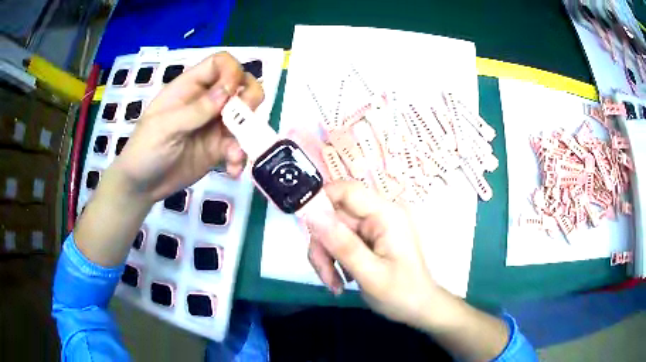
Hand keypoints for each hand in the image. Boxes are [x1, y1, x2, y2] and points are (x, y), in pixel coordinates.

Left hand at [112, 52, 263, 201]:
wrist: (143, 185)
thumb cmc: (145, 149)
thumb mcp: (165, 128)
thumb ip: (195, 110)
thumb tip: (228, 91)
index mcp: (190, 87)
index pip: (220, 63)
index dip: (232, 71)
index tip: (232, 92)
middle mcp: (207, 101)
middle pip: (241, 85)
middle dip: (249, 99)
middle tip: (244, 120)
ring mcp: (214, 124)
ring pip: (246, 115)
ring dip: (247, 133)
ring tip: (234, 155)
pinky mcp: (218, 148)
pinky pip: (239, 145)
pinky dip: (240, 156)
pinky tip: (232, 169)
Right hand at [306, 181, 440, 328]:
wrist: (419, 309)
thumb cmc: (401, 294)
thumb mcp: (370, 274)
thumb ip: (342, 244)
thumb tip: (311, 213)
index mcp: (385, 214)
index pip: (345, 190)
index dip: (319, 202)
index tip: (305, 230)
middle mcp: (379, 214)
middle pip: (334, 214)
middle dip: (322, 244)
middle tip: (325, 274)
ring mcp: (373, 226)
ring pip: (332, 230)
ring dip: (326, 256)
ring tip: (333, 283)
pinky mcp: (368, 239)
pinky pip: (339, 241)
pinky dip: (333, 260)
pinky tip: (340, 280)